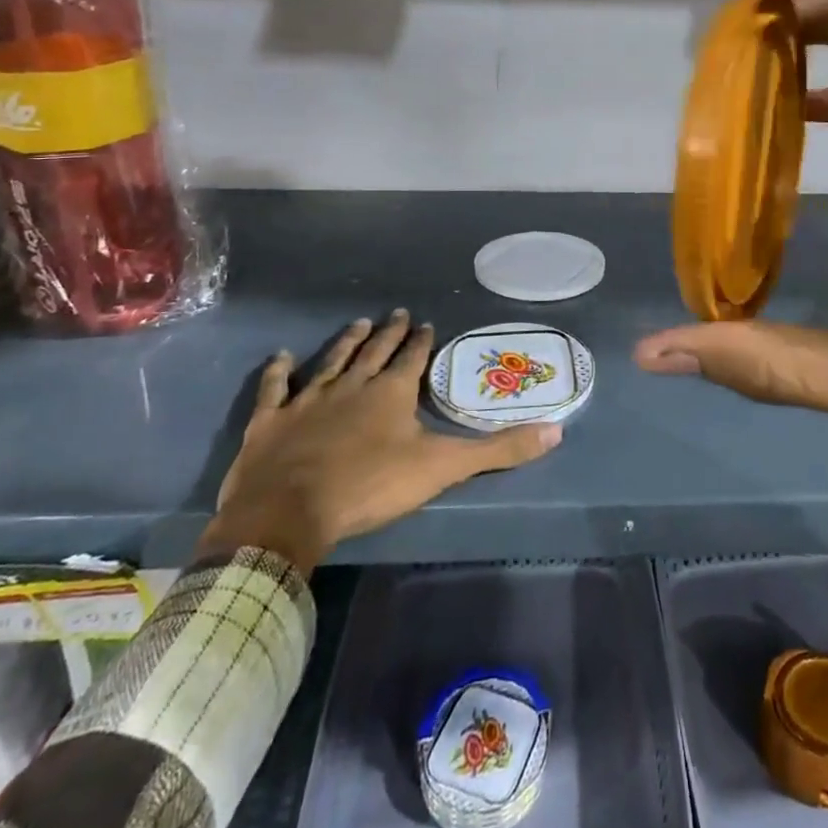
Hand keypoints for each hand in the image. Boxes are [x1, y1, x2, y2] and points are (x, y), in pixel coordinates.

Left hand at [201, 310, 561, 571]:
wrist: (289, 513)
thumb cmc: (370, 486)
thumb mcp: (443, 468)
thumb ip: (498, 450)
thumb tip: (556, 431)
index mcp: (392, 392)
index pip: (413, 358)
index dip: (422, 341)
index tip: (427, 323)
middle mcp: (352, 385)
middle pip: (374, 351)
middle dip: (389, 332)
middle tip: (397, 313)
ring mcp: (308, 399)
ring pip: (331, 361)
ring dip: (345, 342)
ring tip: (357, 323)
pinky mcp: (271, 421)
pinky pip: (275, 388)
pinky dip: (278, 372)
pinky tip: (280, 356)